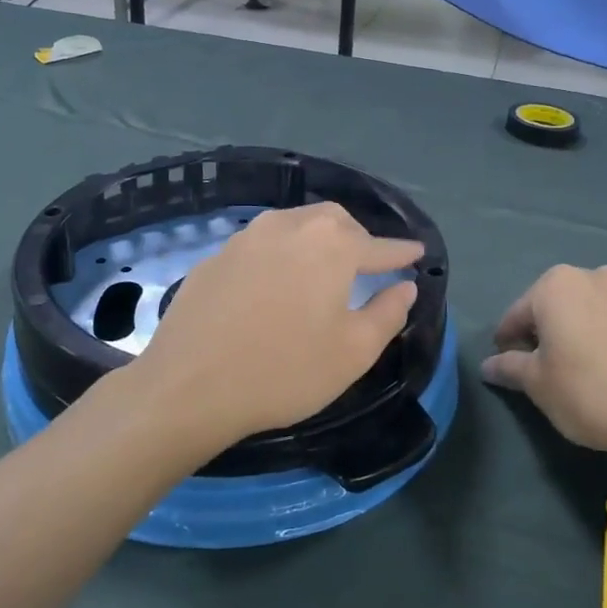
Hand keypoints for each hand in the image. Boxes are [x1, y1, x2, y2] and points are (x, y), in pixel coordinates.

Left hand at [131, 202, 422, 450]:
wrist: (189, 386)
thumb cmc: (284, 371)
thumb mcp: (352, 352)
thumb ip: (388, 313)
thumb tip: (406, 287)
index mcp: (331, 245)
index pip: (378, 245)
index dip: (401, 252)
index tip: (417, 253)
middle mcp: (290, 226)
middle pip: (335, 221)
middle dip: (357, 237)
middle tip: (367, 263)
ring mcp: (247, 237)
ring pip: (295, 224)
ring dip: (317, 239)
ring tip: (323, 268)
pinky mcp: (215, 255)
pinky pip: (261, 243)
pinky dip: (281, 254)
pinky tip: (275, 282)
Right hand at [482, 265, 606, 458]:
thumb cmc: (587, 392)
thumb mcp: (537, 383)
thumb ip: (509, 366)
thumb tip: (489, 365)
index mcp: (556, 284)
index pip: (517, 314)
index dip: (507, 342)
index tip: (506, 366)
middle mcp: (591, 275)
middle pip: (552, 305)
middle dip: (542, 331)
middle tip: (539, 367)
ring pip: (585, 309)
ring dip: (573, 330)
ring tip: (574, 366)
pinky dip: (601, 335)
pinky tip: (603, 366)